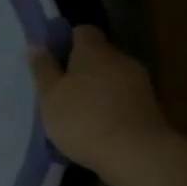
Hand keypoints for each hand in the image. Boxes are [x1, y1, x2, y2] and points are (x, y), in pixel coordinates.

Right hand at [28, 26, 169, 174]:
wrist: (136, 154)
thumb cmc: (83, 119)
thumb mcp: (50, 96)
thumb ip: (43, 69)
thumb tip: (36, 46)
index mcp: (93, 50)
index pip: (83, 31)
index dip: (68, 41)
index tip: (54, 59)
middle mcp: (120, 58)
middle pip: (99, 54)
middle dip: (82, 67)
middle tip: (62, 89)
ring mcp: (139, 82)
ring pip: (112, 76)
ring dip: (98, 88)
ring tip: (80, 111)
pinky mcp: (150, 106)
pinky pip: (124, 97)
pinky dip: (112, 105)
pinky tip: (99, 125)